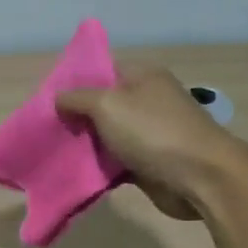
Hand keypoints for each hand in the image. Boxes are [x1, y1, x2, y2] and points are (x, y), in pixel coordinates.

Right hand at [55, 67, 241, 219]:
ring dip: (85, 146)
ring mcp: (149, 133)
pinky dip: (99, 167)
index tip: (48, 100)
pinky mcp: (149, 162)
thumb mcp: (107, 104)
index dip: (74, 83)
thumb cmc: (153, 131)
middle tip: (46, 130)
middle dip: (75, 117)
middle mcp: (146, 100)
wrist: (201, 177)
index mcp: (142, 76)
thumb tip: (58, 99)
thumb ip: (77, 98)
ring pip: (107, 136)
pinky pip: (116, 162)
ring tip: (53, 153)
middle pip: (102, 105)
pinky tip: (75, 173)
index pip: (101, 71)